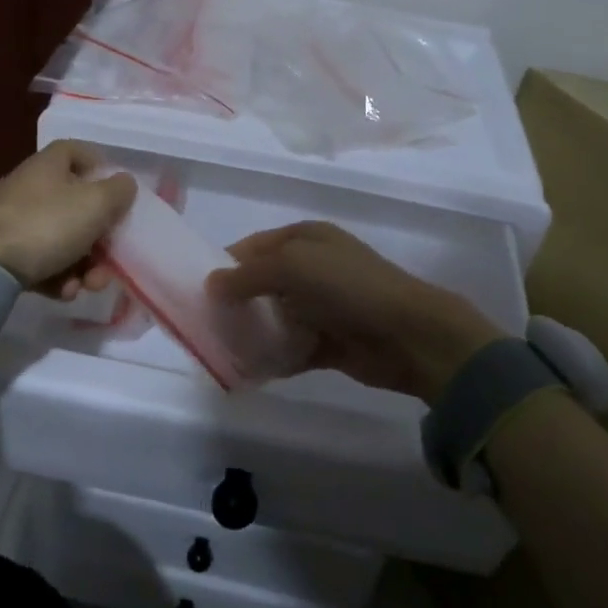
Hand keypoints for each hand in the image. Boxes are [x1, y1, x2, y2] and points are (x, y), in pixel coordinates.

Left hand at [0, 141, 136, 297]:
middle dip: (100, 236)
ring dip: (83, 264)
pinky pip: (40, 260)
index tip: (118, 191)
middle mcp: (29, 187)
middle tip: (112, 258)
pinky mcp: (2, 252)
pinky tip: (64, 292)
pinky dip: (57, 276)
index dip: (100, 166)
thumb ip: (119, 191)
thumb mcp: (96, 204)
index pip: (76, 151)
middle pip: (74, 204)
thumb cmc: (47, 224)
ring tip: (89, 285)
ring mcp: (13, 220)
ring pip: (61, 238)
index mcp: (48, 165)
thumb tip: (124, 183)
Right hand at [207, 222, 497, 401]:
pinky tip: (249, 369)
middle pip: (262, 283)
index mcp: (305, 238)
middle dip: (235, 301)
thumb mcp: (292, 266)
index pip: (254, 247)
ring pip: (275, 316)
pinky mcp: (329, 342)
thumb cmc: (348, 287)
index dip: (226, 265)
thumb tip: (210, 284)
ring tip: (220, 348)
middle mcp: (312, 268)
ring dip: (252, 331)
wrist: (409, 334)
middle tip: (205, 323)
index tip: (198, 290)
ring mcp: (322, 306)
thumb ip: (248, 276)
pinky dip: (273, 357)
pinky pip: (291, 347)